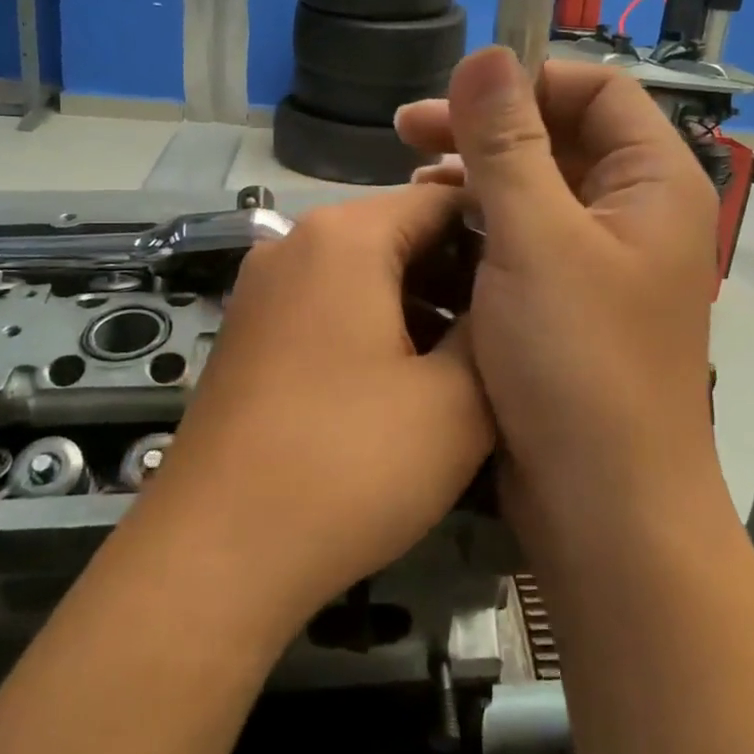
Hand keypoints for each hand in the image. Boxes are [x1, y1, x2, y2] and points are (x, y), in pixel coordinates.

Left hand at [133, 185, 495, 625]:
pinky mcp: (249, 334)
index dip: (498, 234)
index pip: (441, 199)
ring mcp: (263, 290)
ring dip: (419, 308)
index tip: (539, 282)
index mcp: (344, 236)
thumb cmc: (348, 464)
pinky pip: (328, 308)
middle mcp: (294, 244)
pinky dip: (374, 329)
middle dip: (458, 277)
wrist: (214, 554)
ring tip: (465, 366)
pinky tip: (405, 385)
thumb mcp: (455, 402)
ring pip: (363, 275)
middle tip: (508, 333)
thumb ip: (492, 332)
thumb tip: (505, 299)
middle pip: (399, 234)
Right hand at [394, 49, 720, 521]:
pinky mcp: (568, 304)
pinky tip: (435, 236)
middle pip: (561, 139)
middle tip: (406, 133)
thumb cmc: (578, 363)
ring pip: (536, 191)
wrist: (605, 509)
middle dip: (485, 130)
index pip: (596, 90)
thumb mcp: (534, 239)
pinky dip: (481, 229)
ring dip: (476, 179)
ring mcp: (601, 263)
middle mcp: (634, 215)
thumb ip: (507, 143)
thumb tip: (485, 54)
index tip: (454, 99)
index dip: (526, 82)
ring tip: (414, 186)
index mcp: (653, 184)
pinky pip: (524, 241)